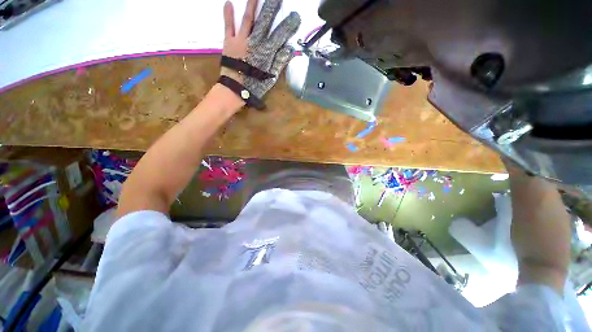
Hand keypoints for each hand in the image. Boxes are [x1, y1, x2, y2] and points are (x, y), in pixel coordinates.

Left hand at [221, 0, 300, 97]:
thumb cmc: (254, 86)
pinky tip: (229, 2)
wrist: (235, 90)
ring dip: (252, 5)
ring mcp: (241, 40)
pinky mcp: (229, 42)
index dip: (288, 26)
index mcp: (266, 52)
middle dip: (271, 8)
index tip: (295, 16)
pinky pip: (228, 26)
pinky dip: (228, 14)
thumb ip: (279, 62)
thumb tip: (290, 49)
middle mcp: (254, 42)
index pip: (279, 36)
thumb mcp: (270, 78)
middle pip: (264, 22)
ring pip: (248, 20)